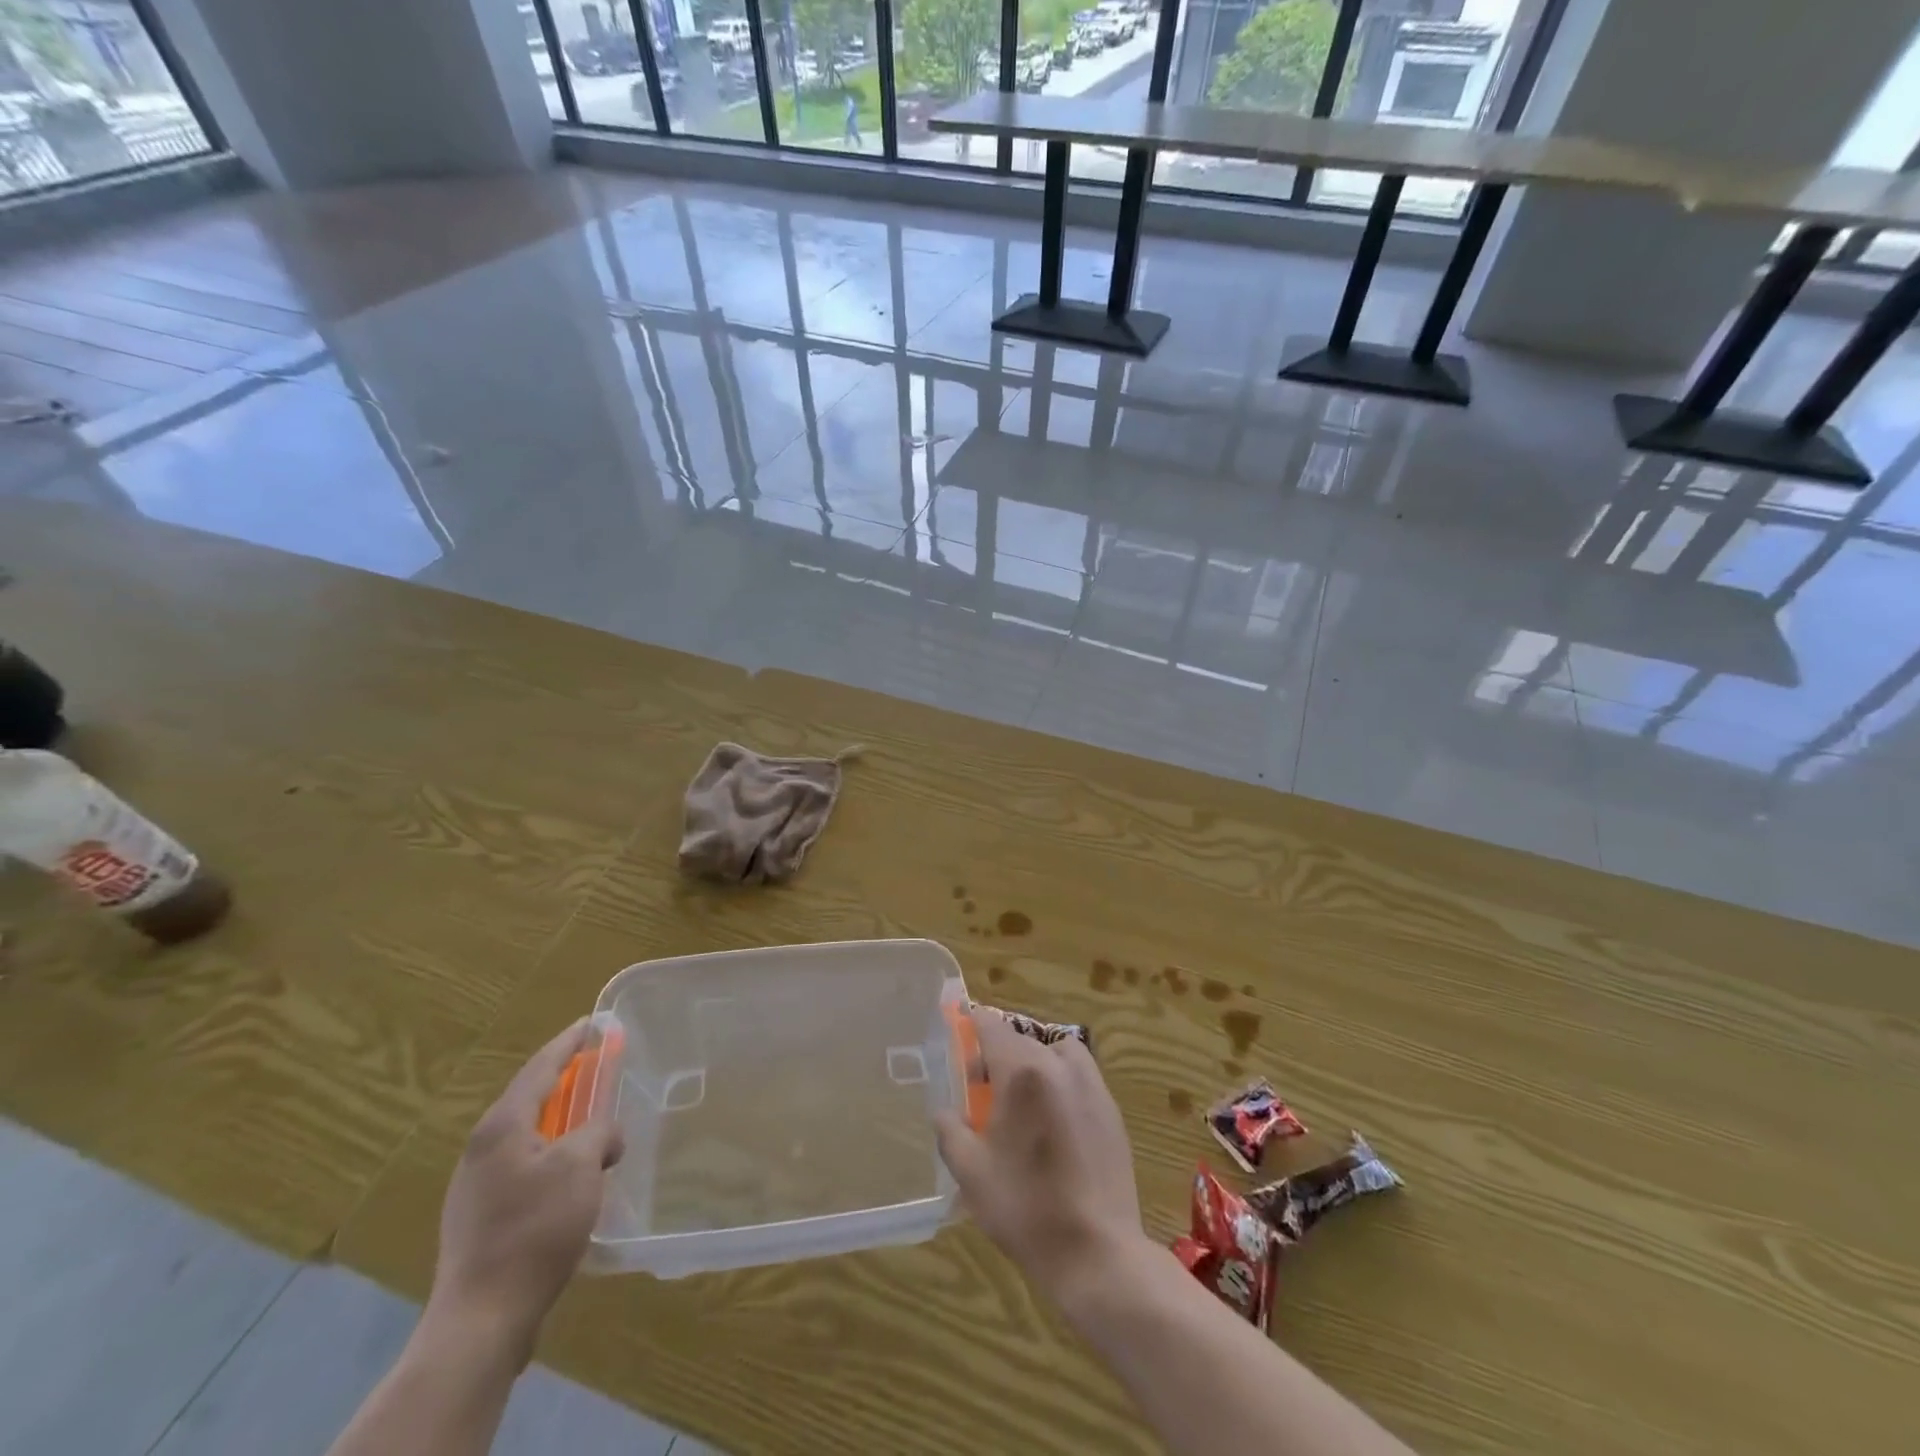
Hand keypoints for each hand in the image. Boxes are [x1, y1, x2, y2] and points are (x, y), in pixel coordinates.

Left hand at [430, 1019, 624, 1359]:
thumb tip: (606, 1134)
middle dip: (568, 1083)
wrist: (482, 1319)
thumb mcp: (580, 1167)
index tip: (593, 1022)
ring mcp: (475, 1187)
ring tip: (594, 1123)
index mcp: (502, 1127)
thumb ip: (598, 1133)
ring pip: (529, 1136)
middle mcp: (482, 1149)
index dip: (570, 1043)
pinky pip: (524, 1167)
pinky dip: (553, 1157)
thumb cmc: (534, 1229)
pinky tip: (573, 1178)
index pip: (541, 1068)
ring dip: (563, 1124)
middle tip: (599, 1069)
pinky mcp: (479, 1219)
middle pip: (532, 1099)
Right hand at [934, 1008, 1150, 1308]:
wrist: (1097, 1252)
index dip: (972, 1024)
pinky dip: (1062, 1082)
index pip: (992, 1027)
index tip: (959, 1031)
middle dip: (999, 1054)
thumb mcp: (971, 1172)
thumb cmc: (1025, 1208)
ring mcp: (1092, 1086)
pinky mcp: (1112, 1110)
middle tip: (982, 1087)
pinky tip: (1053, 1124)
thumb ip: (950, 1131)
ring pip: (1057, 1052)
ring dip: (1036, 1062)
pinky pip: (1080, 1077)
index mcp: (1023, 1072)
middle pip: (1023, 1040)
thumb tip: (945, 1111)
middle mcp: (1060, 1066)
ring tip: (1023, 1099)